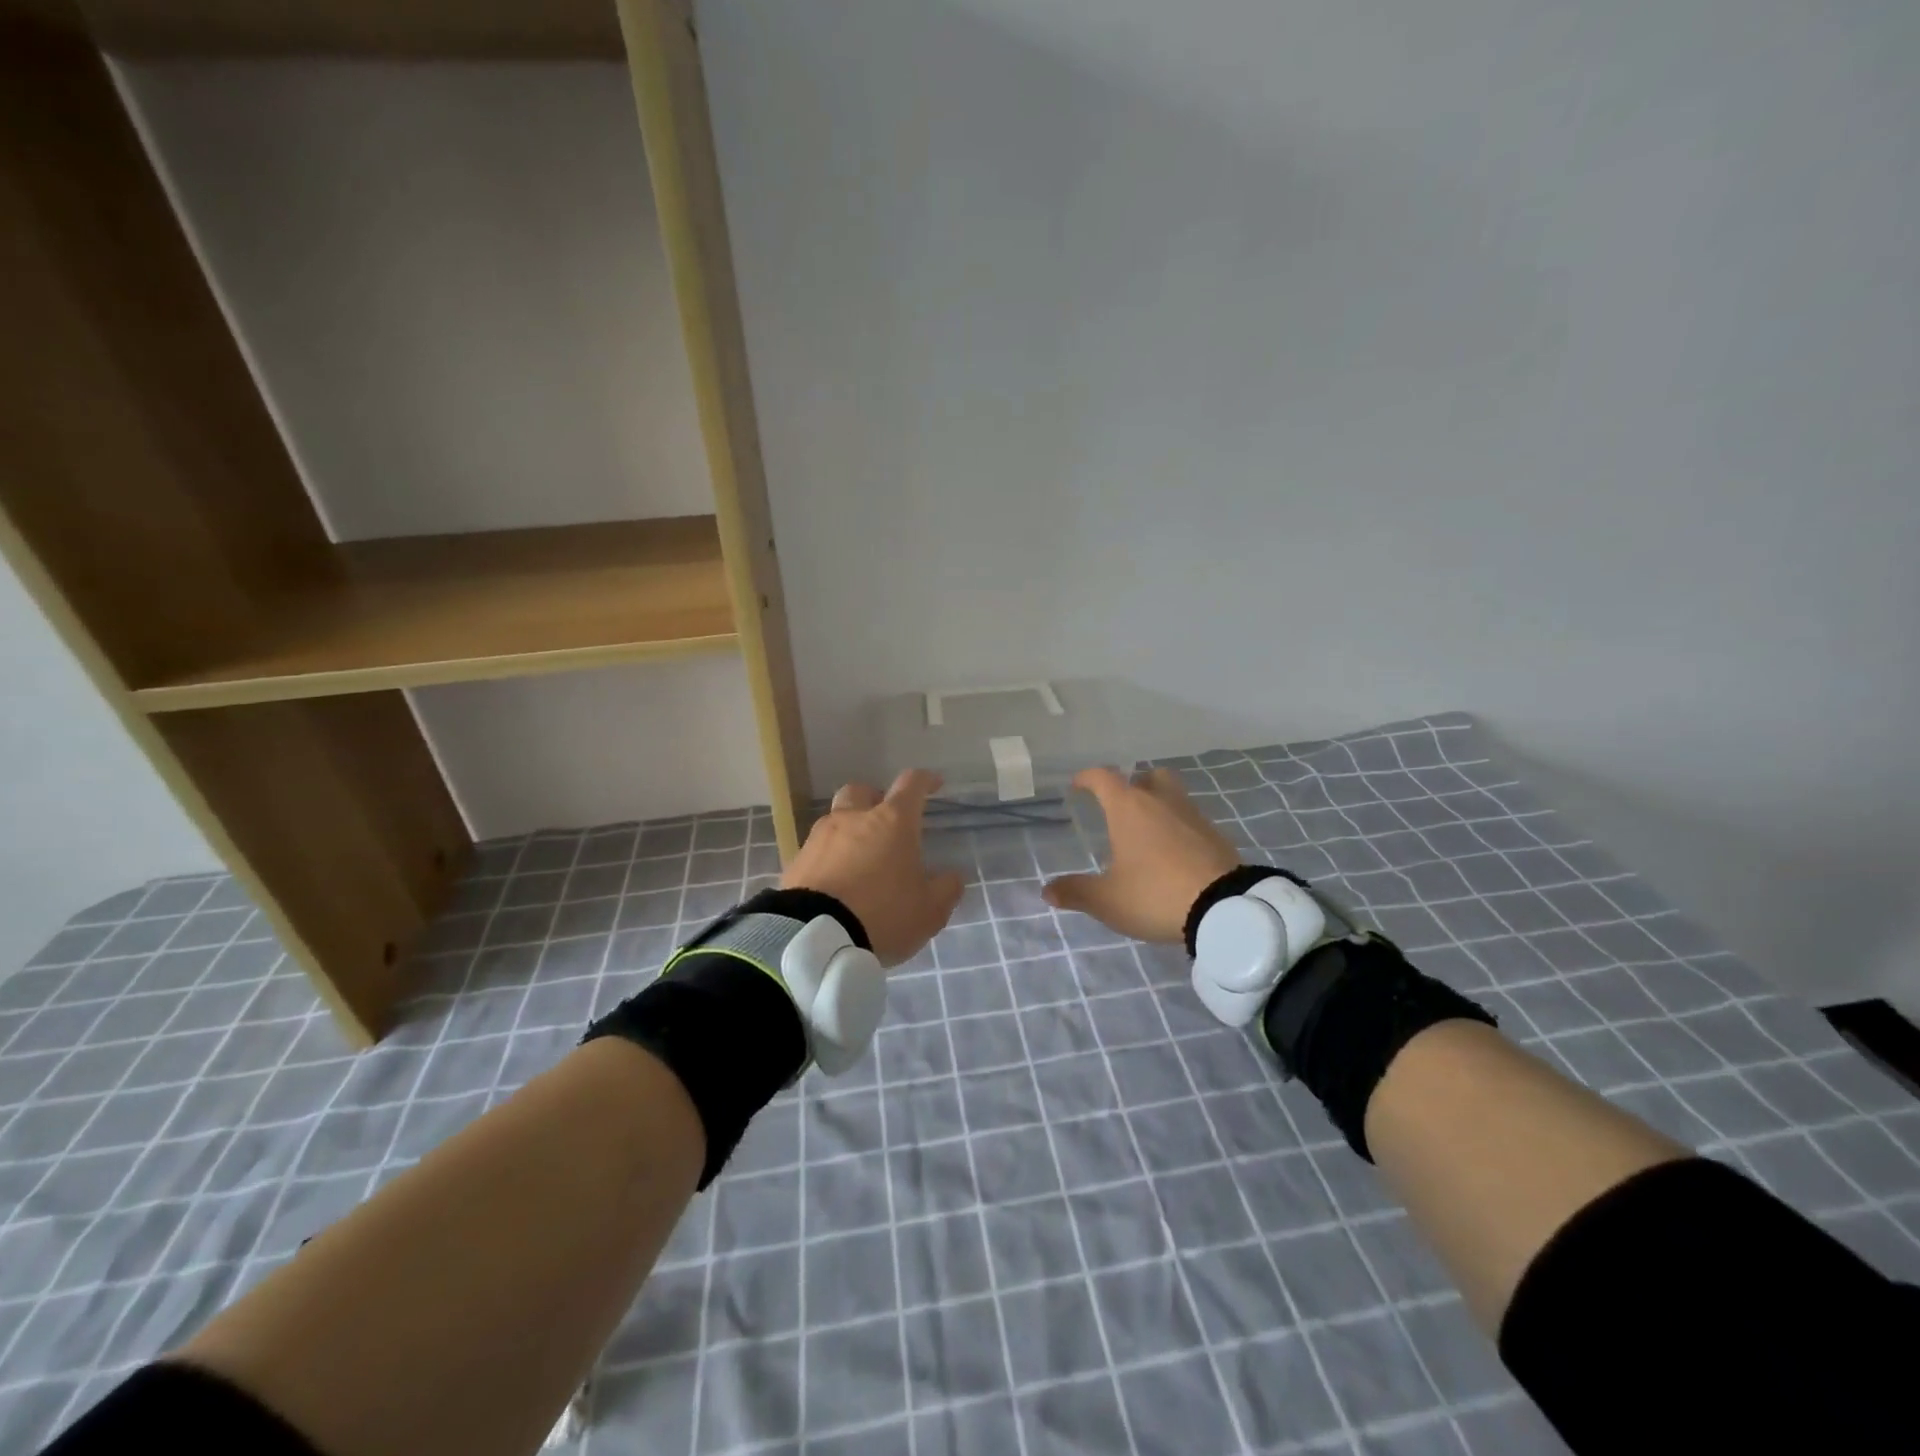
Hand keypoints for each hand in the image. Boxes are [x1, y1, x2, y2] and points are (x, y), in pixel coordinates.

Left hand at [782, 769, 965, 965]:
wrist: (814, 937)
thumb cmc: (882, 914)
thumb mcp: (928, 911)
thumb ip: (945, 890)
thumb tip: (952, 877)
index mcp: (892, 822)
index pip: (911, 784)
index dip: (925, 780)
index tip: (934, 784)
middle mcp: (854, 819)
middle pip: (862, 791)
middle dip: (875, 798)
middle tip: (885, 820)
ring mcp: (820, 837)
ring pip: (836, 819)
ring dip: (849, 830)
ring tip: (859, 859)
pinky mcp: (796, 861)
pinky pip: (817, 850)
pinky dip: (829, 857)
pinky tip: (835, 882)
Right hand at [1042, 766, 1241, 943]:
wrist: (1225, 908)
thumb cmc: (1155, 894)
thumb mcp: (1108, 900)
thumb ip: (1076, 892)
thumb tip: (1047, 890)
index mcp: (1129, 808)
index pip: (1103, 778)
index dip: (1088, 778)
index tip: (1078, 785)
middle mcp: (1161, 802)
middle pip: (1147, 776)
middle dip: (1133, 784)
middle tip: (1121, 806)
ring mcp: (1193, 816)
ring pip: (1173, 795)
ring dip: (1159, 805)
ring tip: (1147, 832)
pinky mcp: (1216, 835)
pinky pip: (1191, 820)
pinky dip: (1179, 828)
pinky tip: (1173, 853)